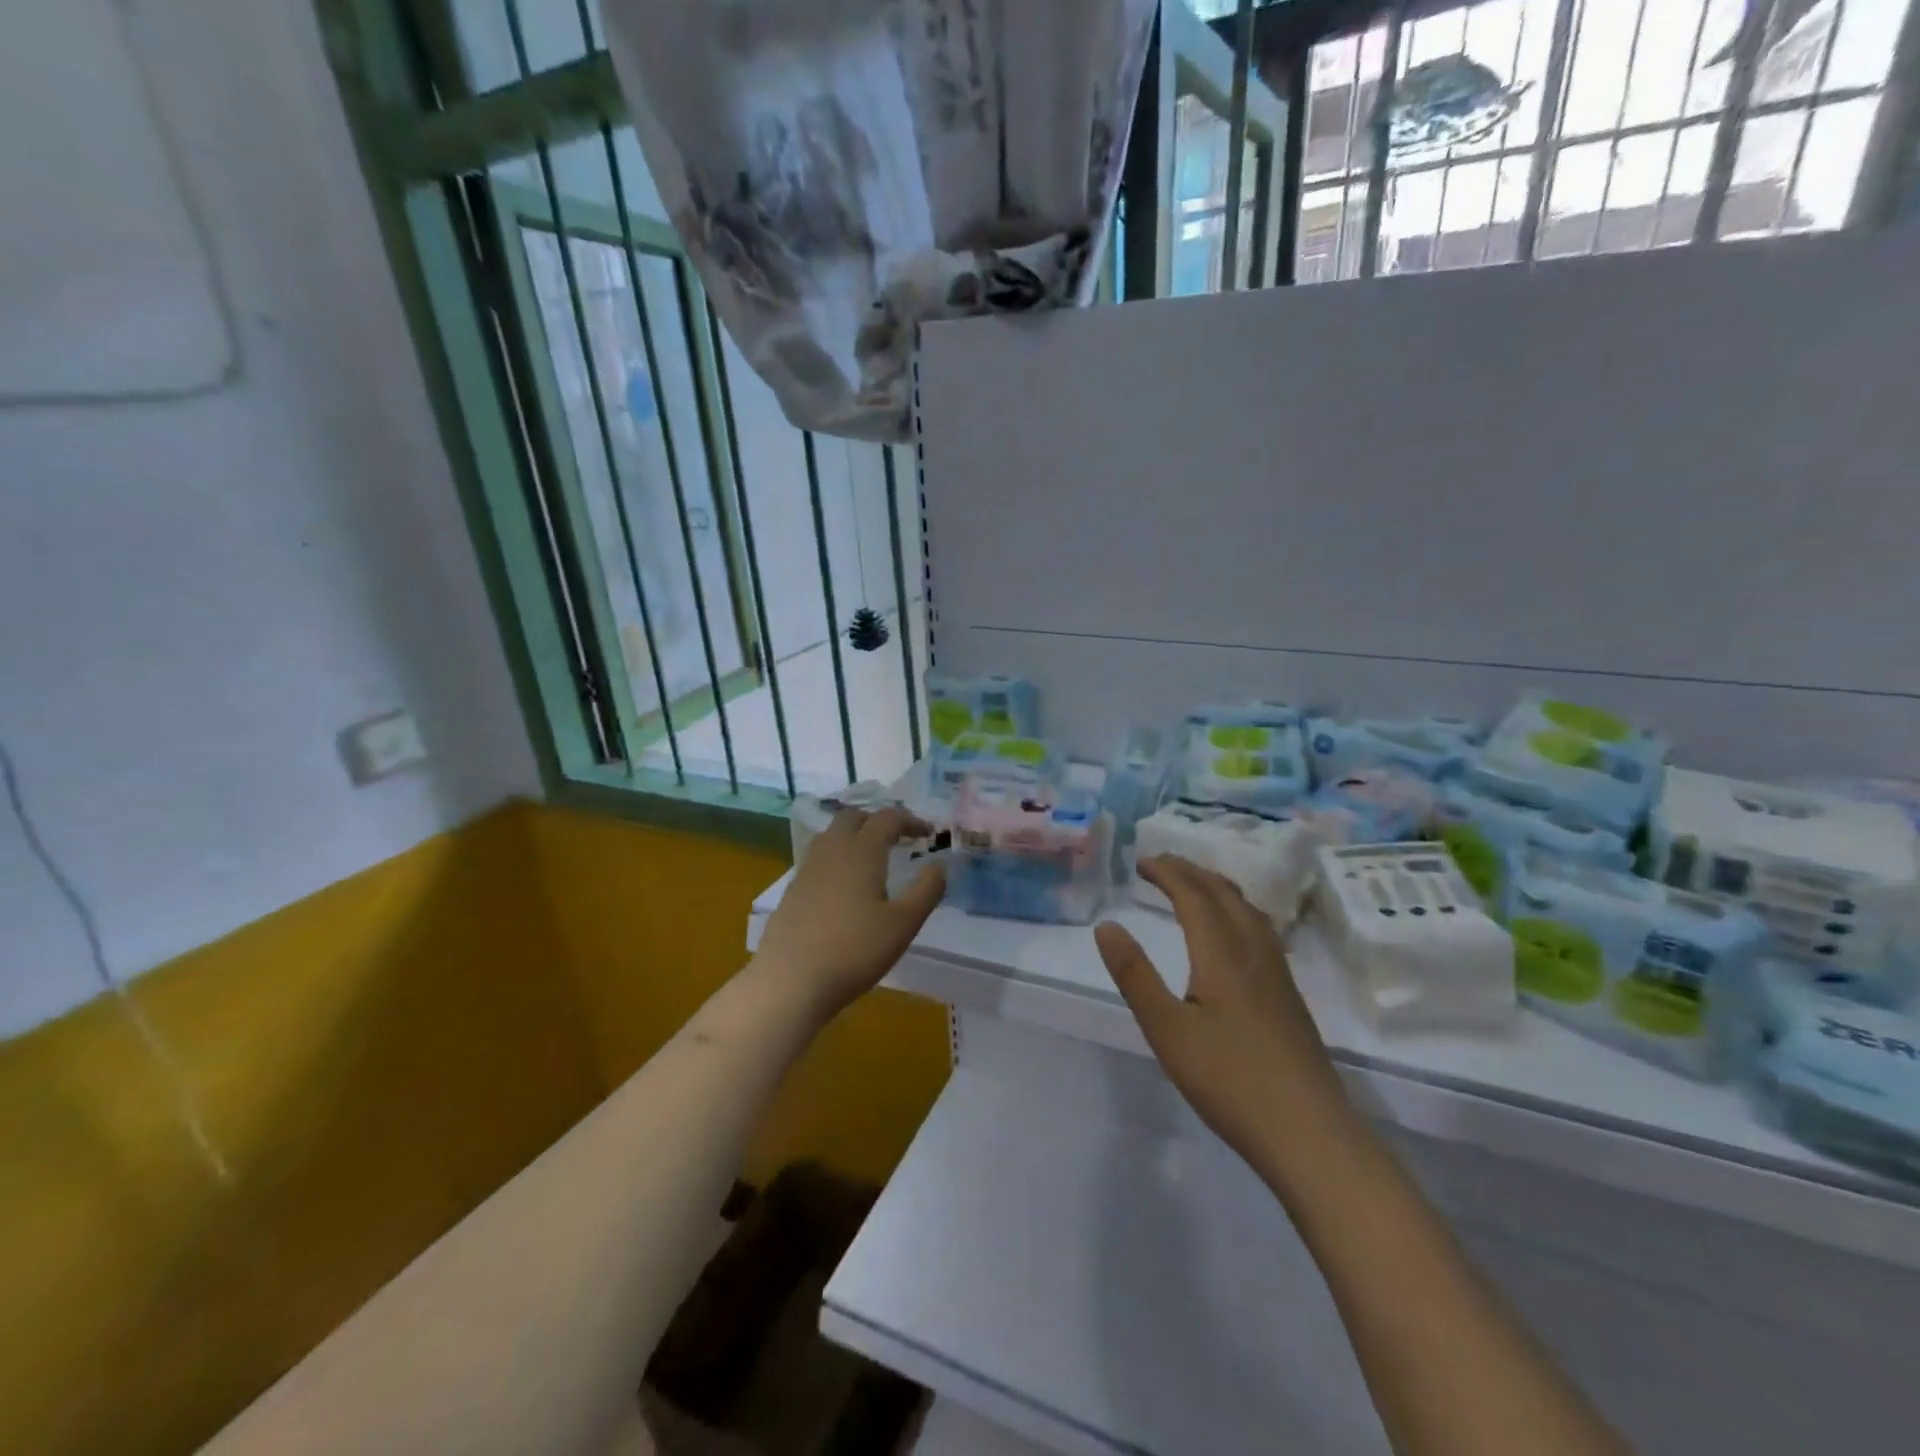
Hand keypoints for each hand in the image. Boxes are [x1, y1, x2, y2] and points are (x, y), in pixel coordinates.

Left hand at [755, 807, 945, 1022]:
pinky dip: (838, 858)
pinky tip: (845, 887)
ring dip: (855, 836)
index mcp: (861, 851)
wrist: (791, 980)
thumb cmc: (855, 949)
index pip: (887, 819)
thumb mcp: (903, 923)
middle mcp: (832, 851)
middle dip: (878, 821)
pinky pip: (819, 859)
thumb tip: (939, 866)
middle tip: (898, 839)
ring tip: (873, 858)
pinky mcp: (793, 891)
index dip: (910, 820)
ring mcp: (807, 869)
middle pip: (853, 817)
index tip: (928, 833)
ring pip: (831, 836)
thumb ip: (926, 890)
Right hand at [1094, 855, 1353, 1182]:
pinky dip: (1235, 910)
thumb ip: (1135, 975)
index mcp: (1222, 954)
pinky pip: (1260, 929)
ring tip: (1193, 886)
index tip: (1142, 861)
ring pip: (1248, 910)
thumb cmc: (1230, 1081)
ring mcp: (1277, 974)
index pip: (1194, 896)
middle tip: (1161, 864)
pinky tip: (1233, 933)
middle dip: (1191, 872)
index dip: (1168, 873)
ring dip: (1216, 888)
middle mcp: (1254, 952)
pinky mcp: (1289, 996)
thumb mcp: (1167, 1030)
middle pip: (1224, 894)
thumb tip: (1106, 926)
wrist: (1309, 1133)